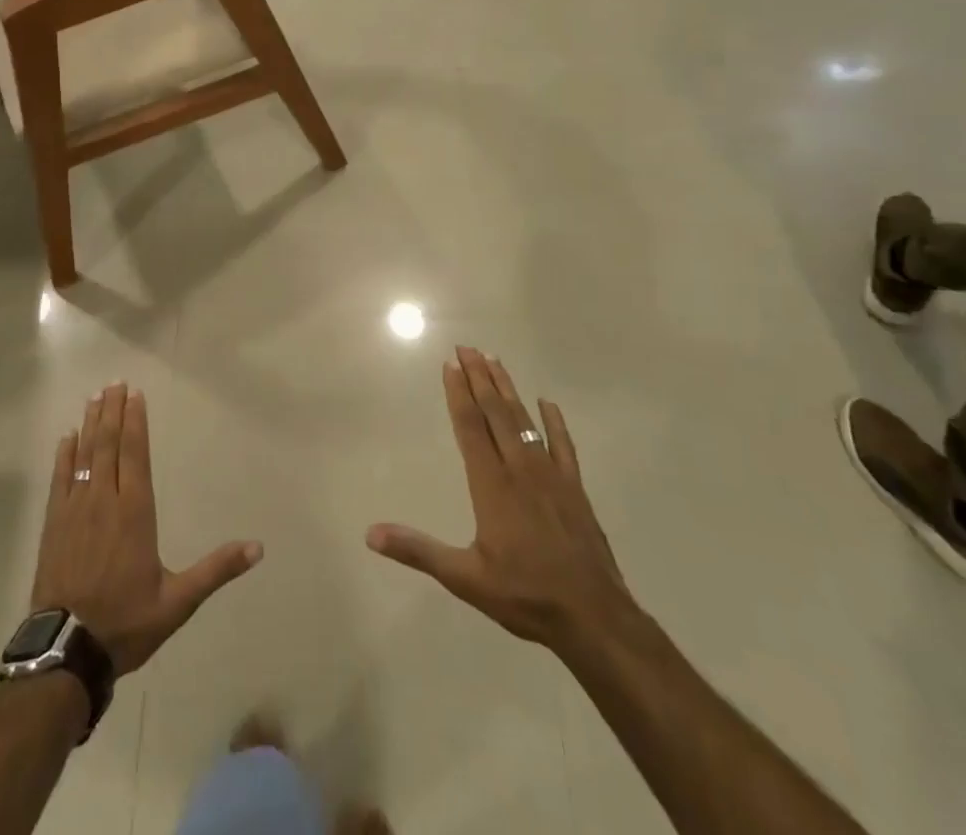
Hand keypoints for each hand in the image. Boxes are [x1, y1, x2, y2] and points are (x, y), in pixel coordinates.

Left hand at [31, 384, 261, 676]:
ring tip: (95, 398)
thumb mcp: (179, 601)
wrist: (67, 651)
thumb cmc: (127, 621)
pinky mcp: (54, 524)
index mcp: (135, 512)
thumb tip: (257, 548)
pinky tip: (66, 437)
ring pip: (85, 455)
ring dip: (91, 424)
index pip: (135, 455)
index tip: (135, 395)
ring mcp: (75, 510)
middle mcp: (104, 501)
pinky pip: (61, 479)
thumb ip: (216, 569)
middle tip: (115, 383)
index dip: (136, 423)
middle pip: (109, 445)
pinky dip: (64, 455)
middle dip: (113, 412)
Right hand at [368, 347, 629, 655]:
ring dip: (507, 389)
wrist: (594, 617)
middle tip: (467, 347)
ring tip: (494, 360)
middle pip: (496, 412)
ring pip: (524, 421)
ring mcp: (551, 476)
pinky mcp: (575, 489)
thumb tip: (371, 534)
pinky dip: (554, 422)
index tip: (449, 364)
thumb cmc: (525, 595)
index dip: (458, 394)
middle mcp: (520, 469)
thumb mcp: (465, 578)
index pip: (470, 427)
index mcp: (492, 485)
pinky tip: (548, 403)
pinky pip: (564, 446)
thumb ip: (418, 550)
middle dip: (479, 378)